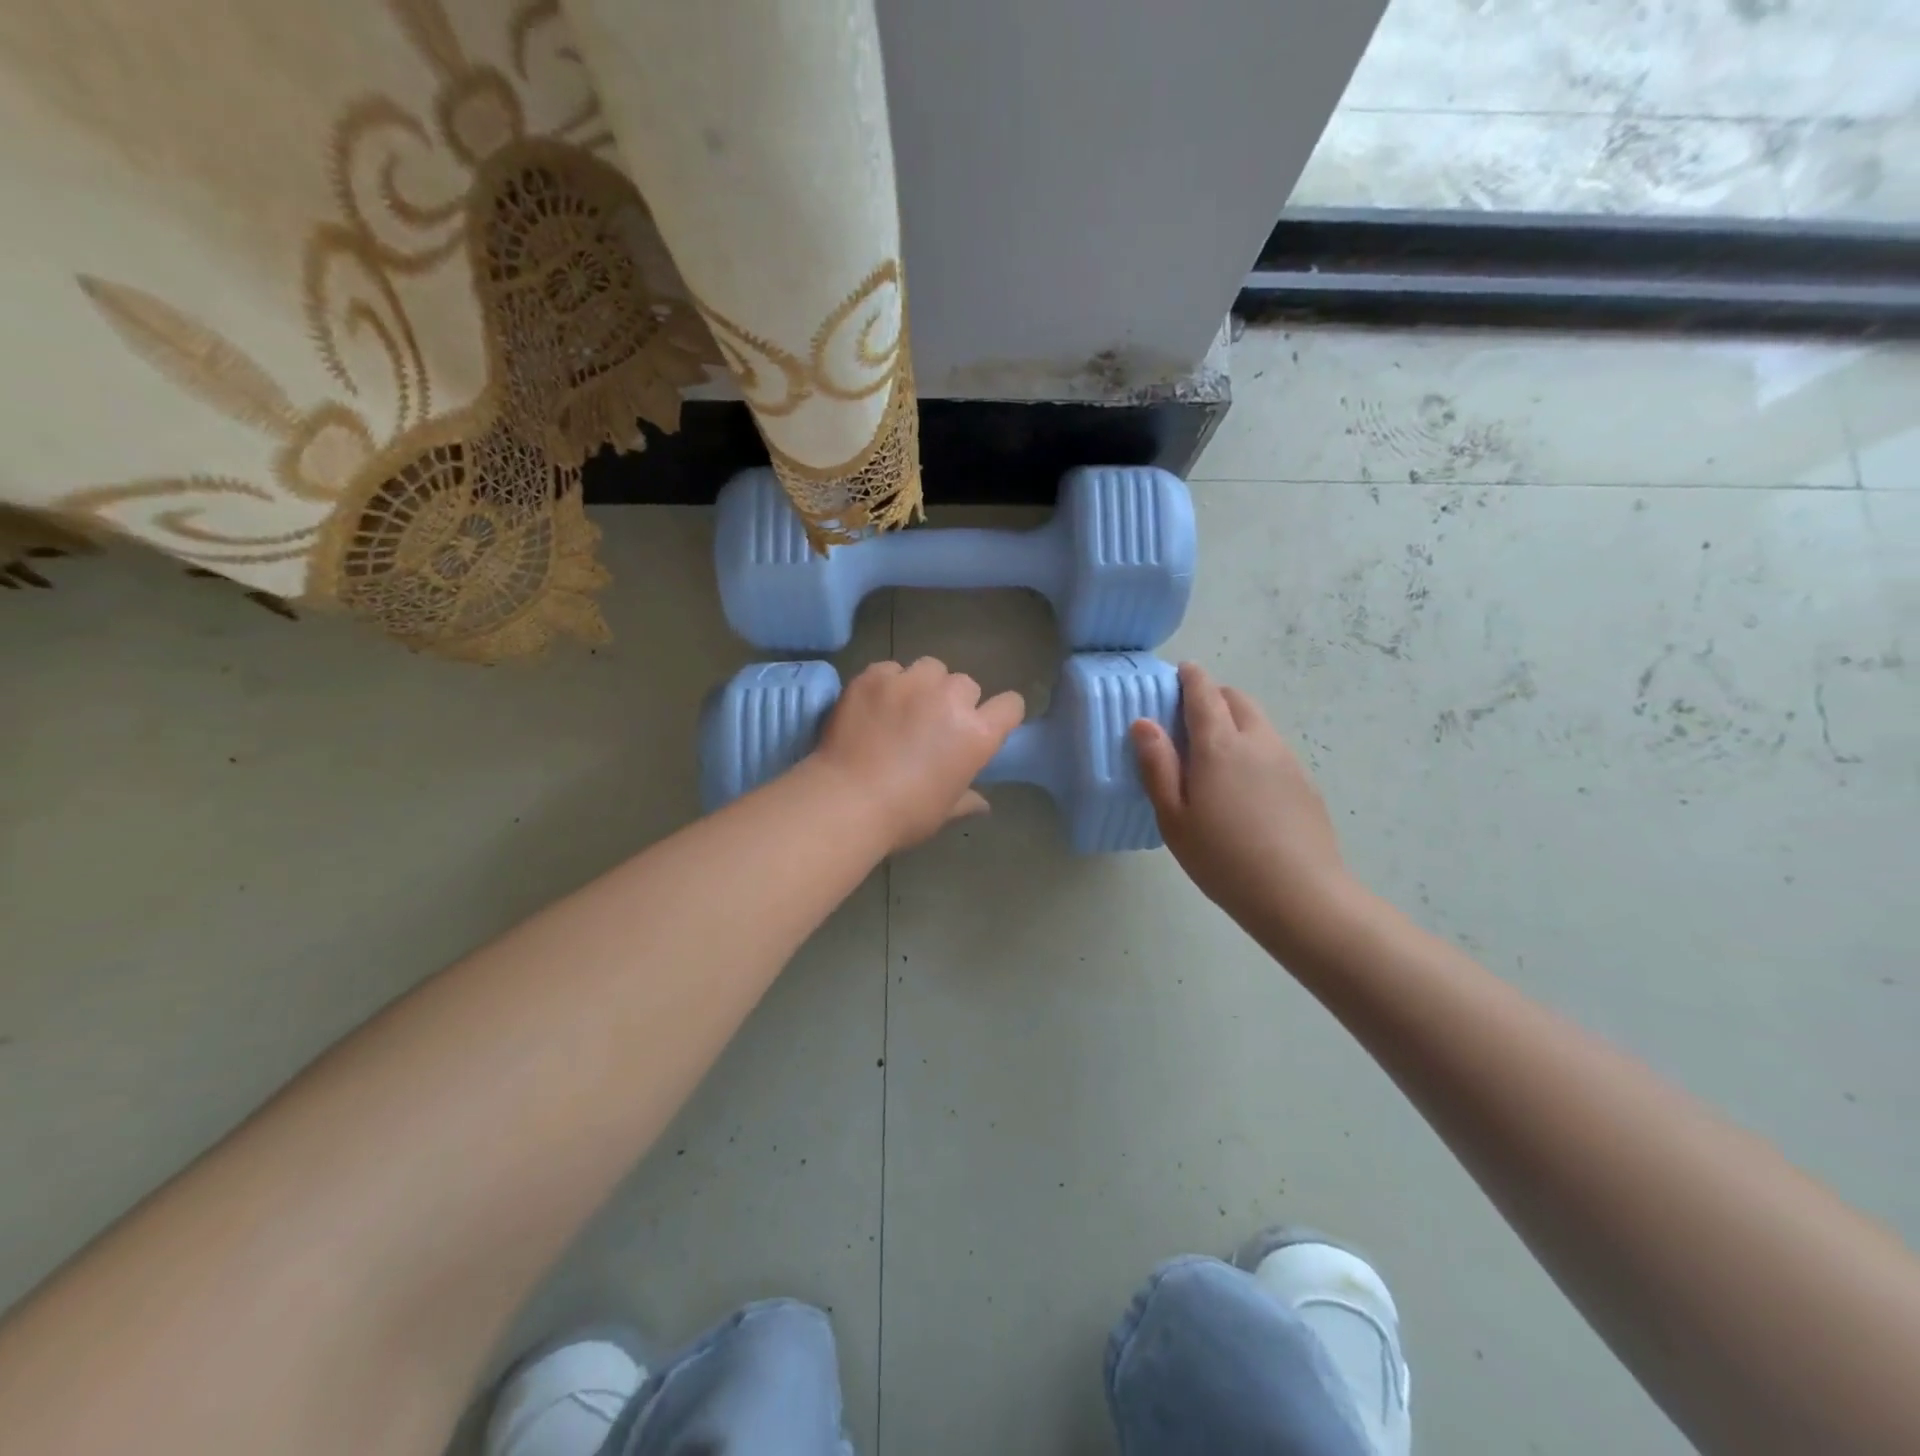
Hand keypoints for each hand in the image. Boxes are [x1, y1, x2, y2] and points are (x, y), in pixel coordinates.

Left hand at [812, 657, 1024, 852]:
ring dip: (924, 684)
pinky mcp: (875, 676)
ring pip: (930, 668)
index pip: (1010, 705)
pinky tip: (873, 705)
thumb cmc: (903, 815)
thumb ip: (966, 800)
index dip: (1001, 713)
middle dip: (955, 700)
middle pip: (966, 684)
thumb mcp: (943, 812)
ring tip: (903, 705)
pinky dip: (886, 683)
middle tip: (934, 723)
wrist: (846, 801)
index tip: (987, 723)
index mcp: (977, 734)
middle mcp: (951, 699)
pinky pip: (890, 669)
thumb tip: (983, 805)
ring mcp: (911, 682)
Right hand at [1131, 662, 1358, 949]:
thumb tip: (1144, 723)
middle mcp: (1257, 741)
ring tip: (1215, 753)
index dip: (1190, 677)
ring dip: (1235, 720)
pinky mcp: (1304, 782)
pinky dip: (1253, 745)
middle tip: (1190, 717)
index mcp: (1219, 745)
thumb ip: (1158, 766)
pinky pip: (1273, 747)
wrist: (1300, 895)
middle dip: (1213, 695)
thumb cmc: (1223, 858)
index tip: (1180, 672)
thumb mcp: (1174, 817)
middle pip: (1237, 699)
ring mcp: (1286, 760)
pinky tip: (1244, 785)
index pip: (1204, 693)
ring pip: (1258, 722)